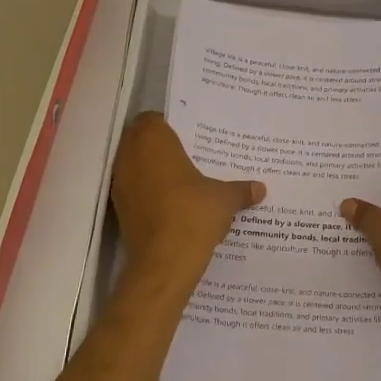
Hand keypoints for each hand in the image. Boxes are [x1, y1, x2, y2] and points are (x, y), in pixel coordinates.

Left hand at [112, 112, 263, 284]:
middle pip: (141, 141)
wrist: (164, 262)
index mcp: (152, 140)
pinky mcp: (119, 210)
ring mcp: (121, 184)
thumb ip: (241, 190)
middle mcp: (129, 156)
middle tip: (190, 157)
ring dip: (154, 172)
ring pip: (136, 167)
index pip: (152, 119)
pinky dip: (149, 195)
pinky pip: (136, 192)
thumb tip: (260, 189)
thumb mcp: (225, 199)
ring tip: (184, 183)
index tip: (191, 137)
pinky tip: (173, 206)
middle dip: (162, 148)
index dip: (170, 126)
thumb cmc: (193, 214)